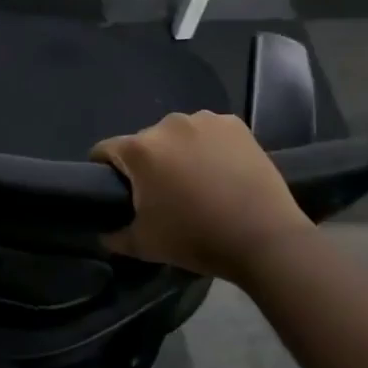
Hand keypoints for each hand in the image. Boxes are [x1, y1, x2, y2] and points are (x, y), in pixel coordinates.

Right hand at [92, 111, 313, 281]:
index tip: (116, 191)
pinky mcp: (235, 125)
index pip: (105, 151)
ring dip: (179, 152)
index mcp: (140, 150)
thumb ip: (114, 236)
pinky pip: (209, 133)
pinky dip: (209, 147)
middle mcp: (168, 124)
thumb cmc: (196, 239)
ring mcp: (205, 121)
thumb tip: (104, 233)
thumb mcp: (144, 246)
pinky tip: (222, 171)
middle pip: (145, 142)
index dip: (103, 170)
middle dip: (147, 164)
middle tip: (163, 194)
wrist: (263, 237)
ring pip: (178, 135)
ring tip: (197, 182)